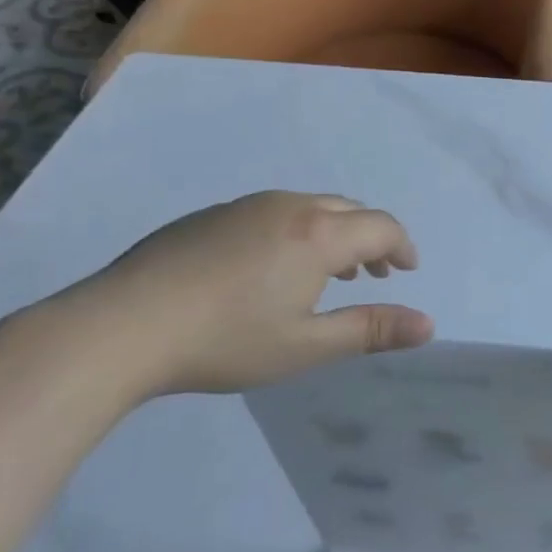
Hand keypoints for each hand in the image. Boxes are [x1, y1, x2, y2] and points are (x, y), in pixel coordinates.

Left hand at [49, 191, 433, 397]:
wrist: (124, 325)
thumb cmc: (226, 340)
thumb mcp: (306, 346)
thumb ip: (370, 330)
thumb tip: (427, 324)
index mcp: (318, 234)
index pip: (380, 226)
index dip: (401, 246)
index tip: (407, 270)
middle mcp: (289, 206)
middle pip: (348, 210)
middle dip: (370, 238)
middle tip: (374, 274)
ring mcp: (247, 205)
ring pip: (309, 207)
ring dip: (333, 233)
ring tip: (329, 273)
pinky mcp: (213, 214)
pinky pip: (274, 212)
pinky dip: (296, 231)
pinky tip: (272, 268)